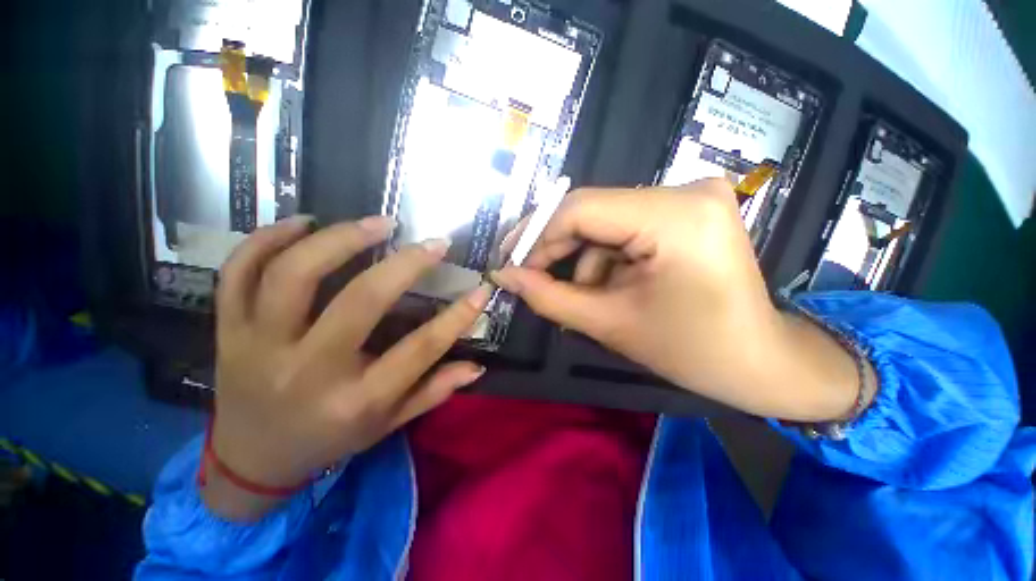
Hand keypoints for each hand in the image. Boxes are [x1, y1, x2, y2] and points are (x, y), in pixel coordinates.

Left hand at [205, 215, 491, 520]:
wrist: (250, 460)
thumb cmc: (329, 441)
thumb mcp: (387, 425)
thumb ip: (433, 392)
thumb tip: (476, 366)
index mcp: (355, 400)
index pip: (419, 350)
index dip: (457, 317)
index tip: (481, 290)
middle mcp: (307, 371)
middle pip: (360, 301)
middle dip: (406, 264)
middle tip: (434, 244)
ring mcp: (258, 346)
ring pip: (294, 274)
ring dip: (341, 239)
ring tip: (378, 223)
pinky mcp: (228, 331)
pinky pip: (238, 273)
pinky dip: (267, 239)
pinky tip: (304, 224)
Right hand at [491, 179, 860, 420]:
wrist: (762, 362)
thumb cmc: (693, 352)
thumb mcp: (610, 323)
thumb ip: (548, 296)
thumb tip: (503, 275)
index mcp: (674, 215)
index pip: (580, 209)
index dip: (537, 236)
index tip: (512, 265)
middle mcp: (686, 190)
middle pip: (592, 212)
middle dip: (558, 249)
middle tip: (531, 278)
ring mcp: (691, 196)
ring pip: (605, 223)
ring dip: (586, 261)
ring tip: (591, 299)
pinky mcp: (689, 210)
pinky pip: (626, 227)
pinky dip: (609, 258)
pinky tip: (615, 287)